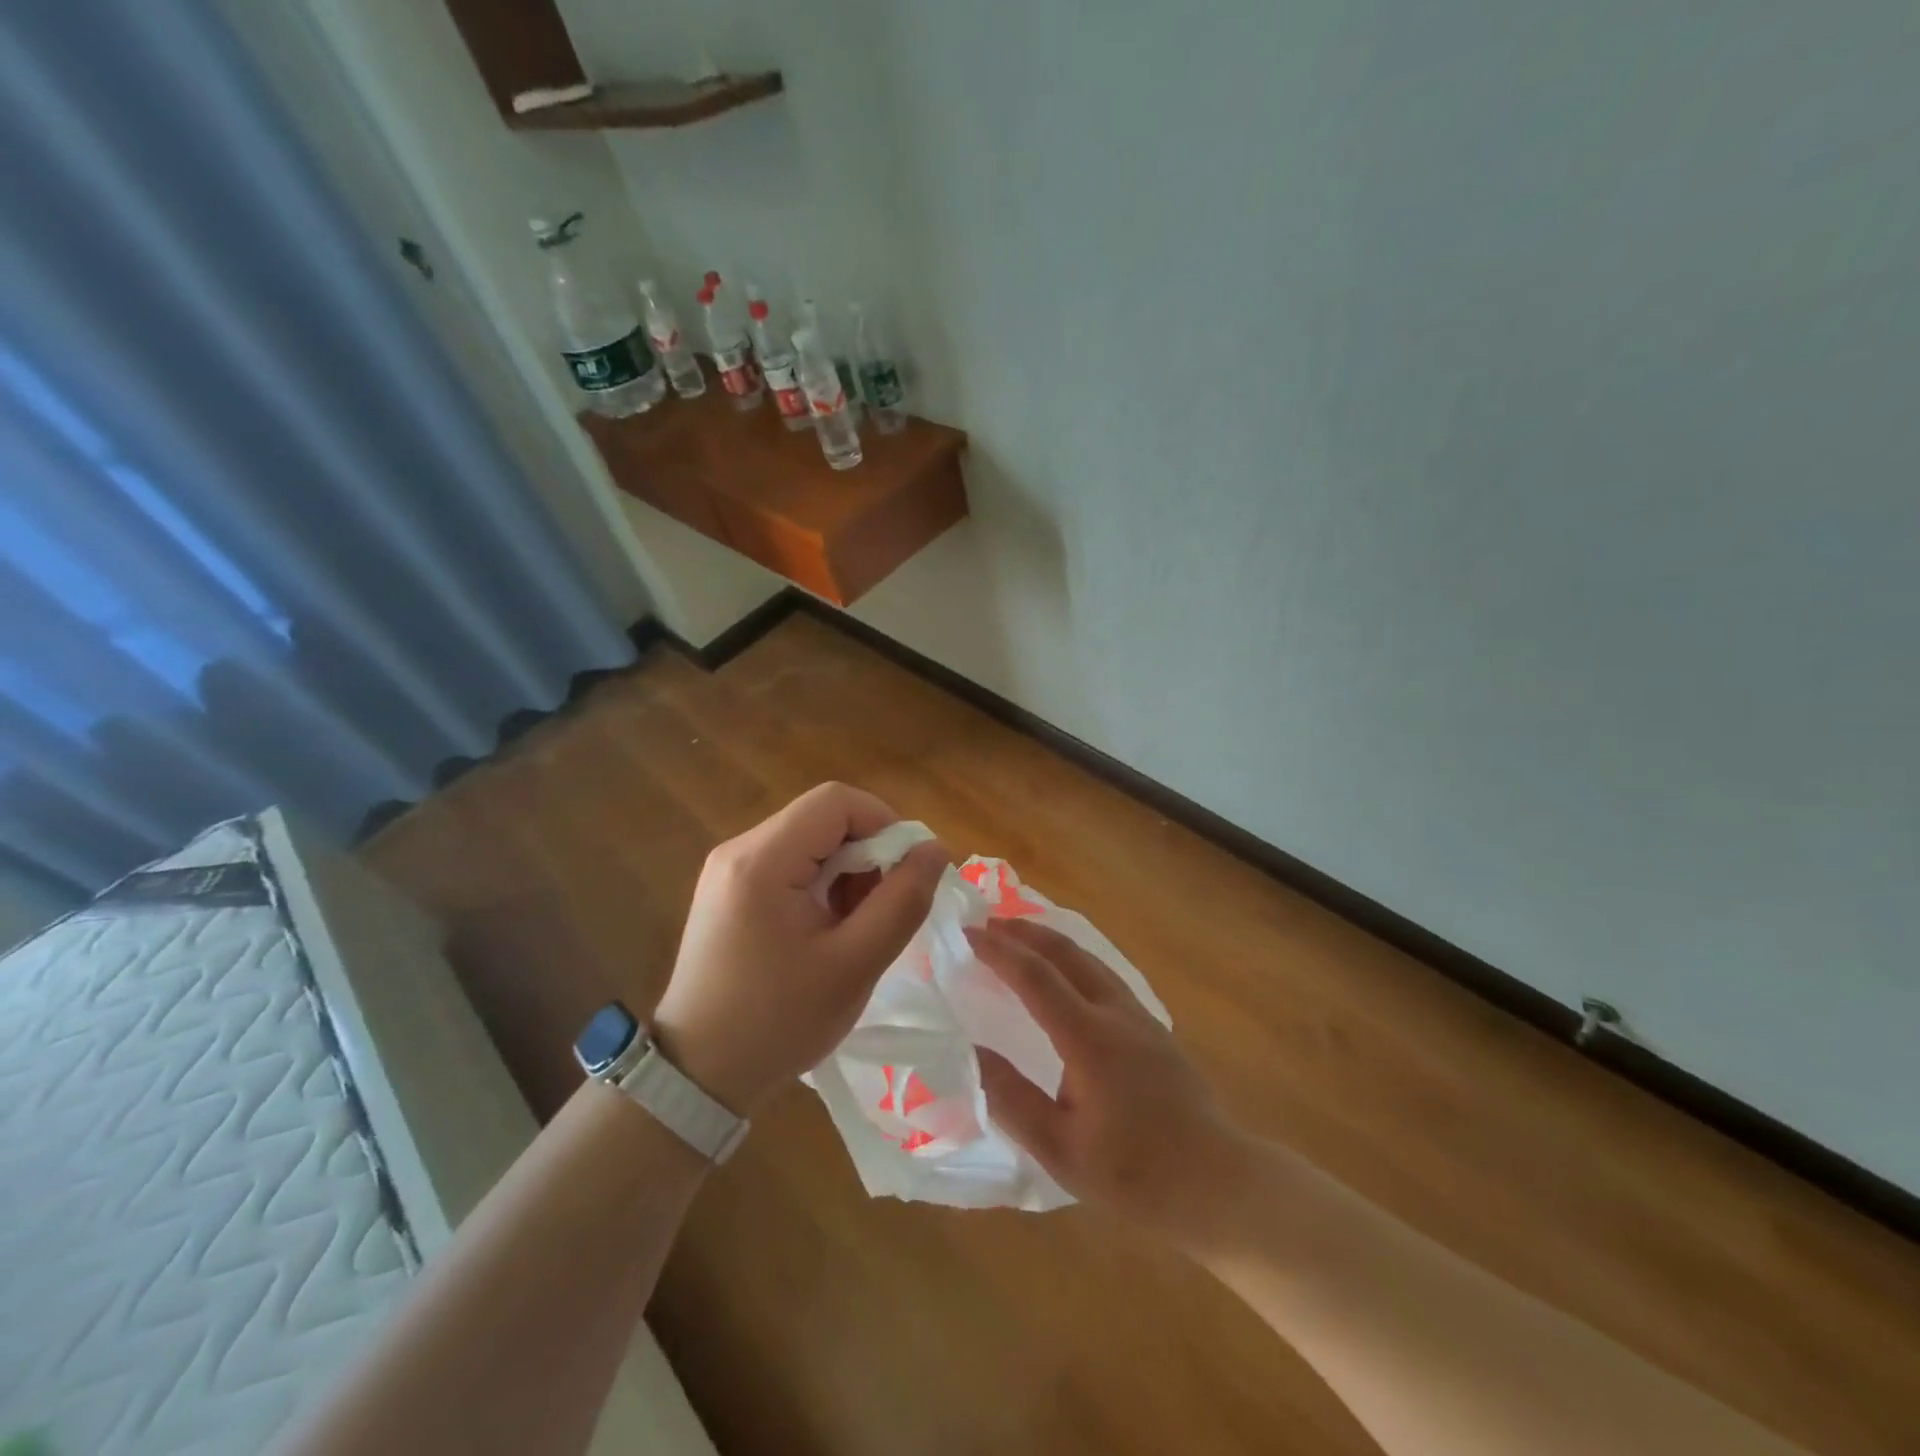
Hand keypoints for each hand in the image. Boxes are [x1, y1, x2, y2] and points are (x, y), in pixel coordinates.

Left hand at [652, 783, 947, 1114]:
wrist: (698, 1075)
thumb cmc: (778, 1021)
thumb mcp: (854, 965)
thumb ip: (902, 901)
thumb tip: (935, 849)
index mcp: (762, 860)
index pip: (836, 801)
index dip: (884, 823)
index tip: (908, 871)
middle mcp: (739, 850)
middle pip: (823, 819)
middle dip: (868, 853)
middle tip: (885, 908)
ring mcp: (729, 869)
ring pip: (810, 841)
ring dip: (847, 871)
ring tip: (857, 926)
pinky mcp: (729, 890)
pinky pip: (790, 864)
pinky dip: (822, 885)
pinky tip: (828, 930)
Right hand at [967, 919, 1253, 1242]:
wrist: (1220, 1184)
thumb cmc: (1136, 1174)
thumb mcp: (1061, 1149)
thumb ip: (1011, 1098)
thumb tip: (968, 1051)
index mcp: (1090, 1038)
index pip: (1035, 977)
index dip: (999, 952)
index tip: (967, 934)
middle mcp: (1116, 1013)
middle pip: (1066, 953)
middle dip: (1025, 932)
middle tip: (988, 923)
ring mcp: (1140, 1017)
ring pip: (1090, 959)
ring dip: (1051, 941)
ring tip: (1021, 935)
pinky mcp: (1154, 1029)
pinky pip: (1105, 975)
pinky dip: (1073, 959)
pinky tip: (1067, 973)